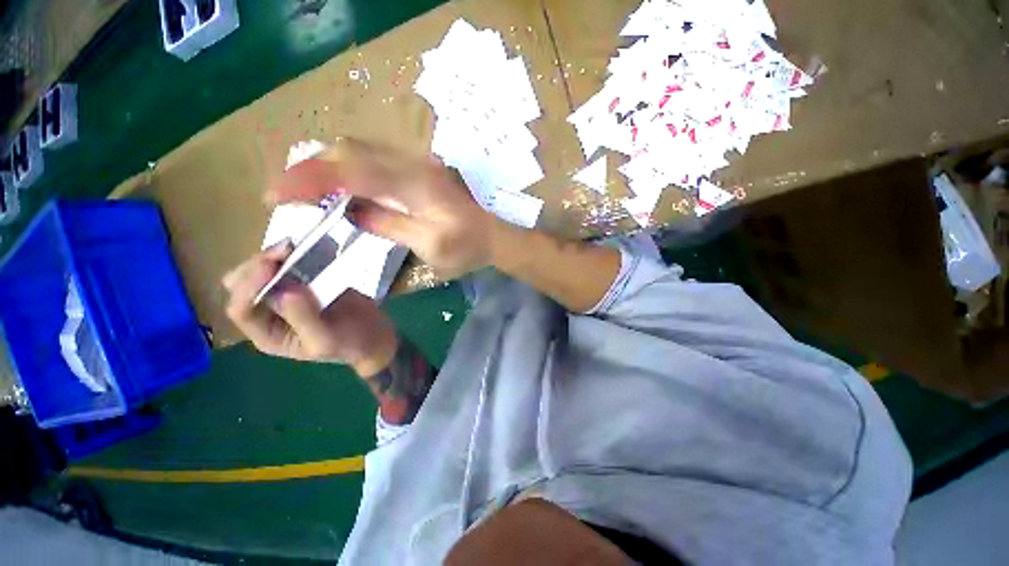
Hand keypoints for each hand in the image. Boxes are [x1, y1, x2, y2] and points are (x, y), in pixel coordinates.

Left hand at [222, 241, 398, 376]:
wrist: (373, 335)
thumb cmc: (349, 343)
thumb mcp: (327, 339)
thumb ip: (304, 318)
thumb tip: (284, 291)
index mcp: (268, 334)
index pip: (242, 309)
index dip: (249, 286)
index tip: (270, 266)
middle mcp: (268, 313)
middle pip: (240, 286)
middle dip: (256, 266)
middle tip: (284, 252)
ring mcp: (285, 294)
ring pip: (258, 271)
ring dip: (271, 256)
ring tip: (292, 247)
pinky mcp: (303, 282)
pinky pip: (285, 265)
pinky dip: (289, 255)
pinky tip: (301, 248)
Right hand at [268, 139, 501, 279]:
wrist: (493, 236)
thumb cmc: (467, 248)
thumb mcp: (430, 246)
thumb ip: (389, 225)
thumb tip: (349, 211)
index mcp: (417, 185)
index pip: (354, 172)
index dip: (311, 179)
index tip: (277, 194)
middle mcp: (415, 164)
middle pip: (352, 152)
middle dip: (312, 168)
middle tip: (286, 193)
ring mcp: (418, 163)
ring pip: (361, 151)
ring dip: (328, 166)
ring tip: (304, 189)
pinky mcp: (419, 169)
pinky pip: (375, 160)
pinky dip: (348, 170)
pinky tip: (339, 186)